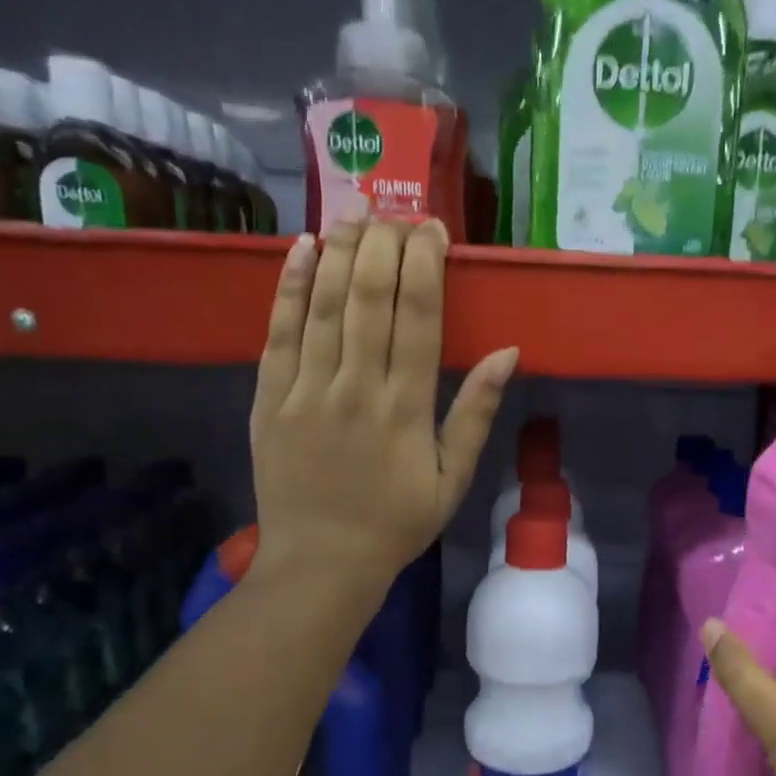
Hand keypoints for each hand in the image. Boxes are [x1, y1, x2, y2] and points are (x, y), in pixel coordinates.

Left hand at [248, 219, 516, 587]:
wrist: (321, 563)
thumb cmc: (396, 524)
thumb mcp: (453, 479)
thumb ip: (475, 413)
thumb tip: (507, 352)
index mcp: (406, 409)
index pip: (417, 317)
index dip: (425, 265)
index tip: (433, 230)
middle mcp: (355, 388)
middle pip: (369, 298)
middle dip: (384, 244)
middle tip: (396, 211)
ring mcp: (305, 390)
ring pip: (324, 305)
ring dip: (341, 251)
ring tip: (356, 212)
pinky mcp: (268, 399)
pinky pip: (278, 332)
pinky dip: (291, 287)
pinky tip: (303, 249)